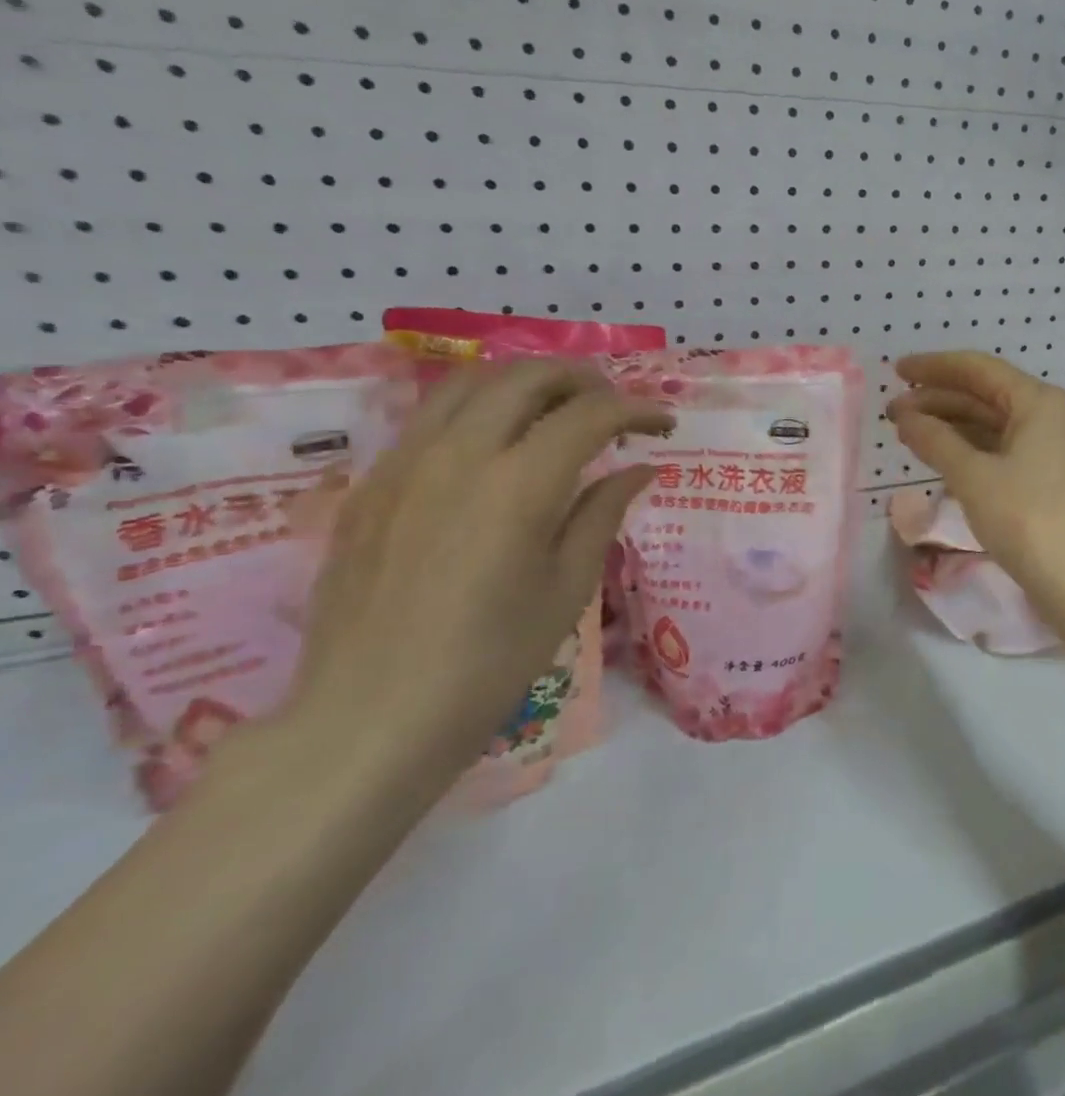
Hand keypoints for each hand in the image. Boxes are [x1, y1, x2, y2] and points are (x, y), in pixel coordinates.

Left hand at [289, 361, 672, 782]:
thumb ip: (603, 512)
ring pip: (471, 382)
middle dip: (584, 380)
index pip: (591, 414)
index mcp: (519, 484)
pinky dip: (478, 409)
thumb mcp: (568, 588)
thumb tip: (638, 469)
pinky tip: (496, 448)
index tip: (663, 425)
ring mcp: (404, 463)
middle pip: (528, 376)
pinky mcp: (371, 484)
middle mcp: (459, 454)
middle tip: (614, 408)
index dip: (637, 409)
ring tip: (557, 411)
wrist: (370, 718)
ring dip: (526, 383)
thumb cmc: (491, 661)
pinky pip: (430, 417)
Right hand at [886, 352, 1064, 603]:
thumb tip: (905, 416)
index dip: (934, 367)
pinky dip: (967, 448)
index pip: (978, 369)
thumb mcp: (973, 476)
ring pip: (991, 424)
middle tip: (892, 412)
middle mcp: (1048, 415)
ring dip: (949, 425)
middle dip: (937, 399)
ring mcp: (1049, 447)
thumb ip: (935, 440)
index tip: (896, 370)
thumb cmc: (1026, 517)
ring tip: (907, 433)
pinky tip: (939, 455)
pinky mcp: (1045, 476)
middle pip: (984, 395)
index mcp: (1038, 401)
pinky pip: (999, 448)